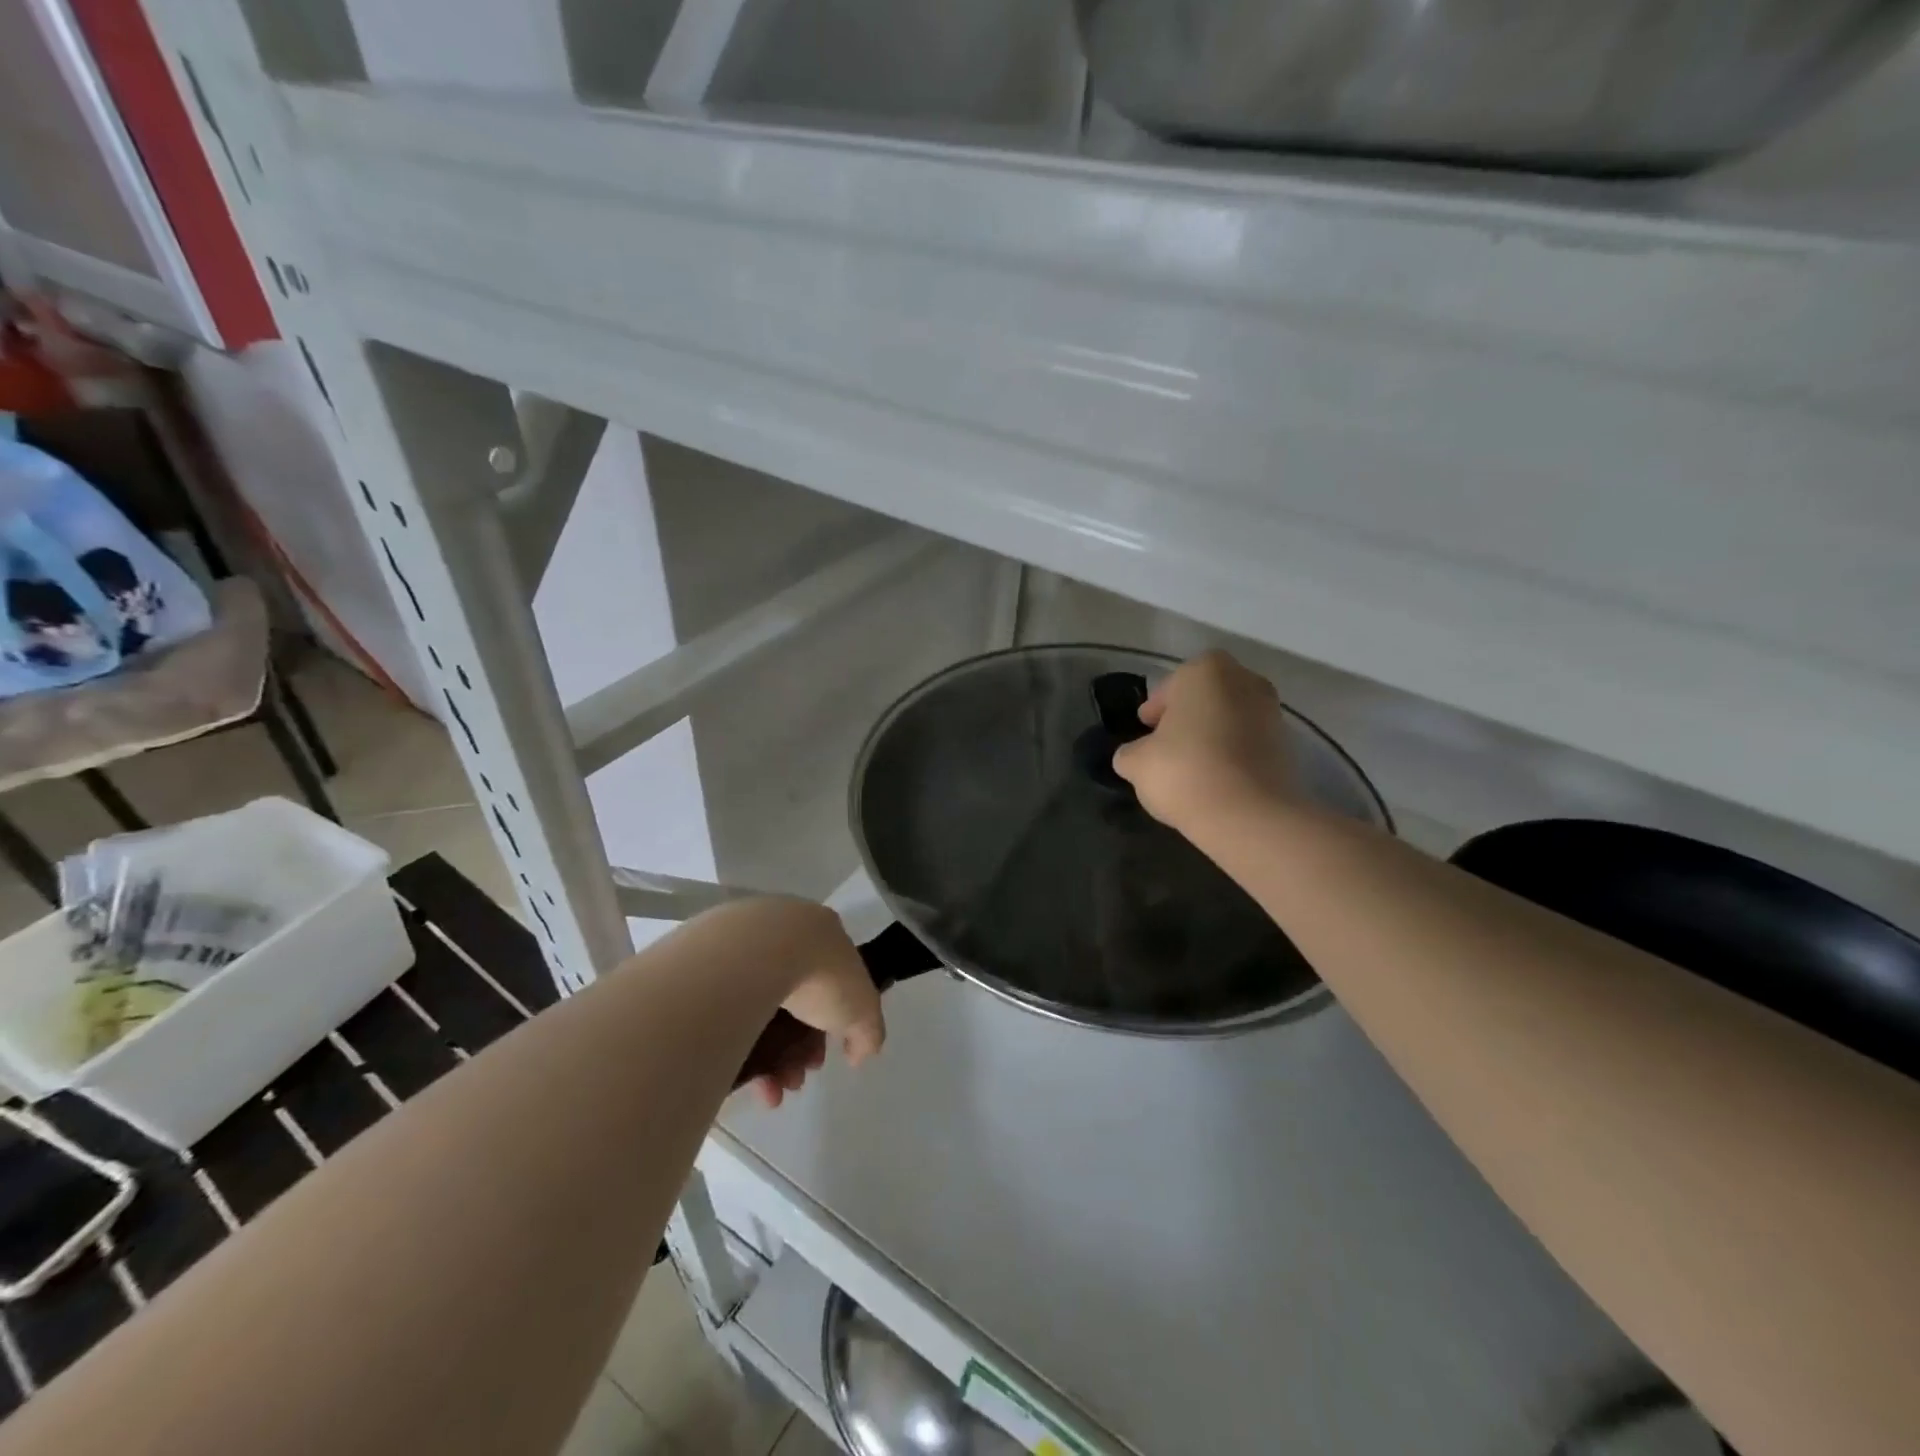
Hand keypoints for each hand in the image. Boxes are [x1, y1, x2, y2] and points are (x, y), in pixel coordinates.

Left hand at [746, 901, 885, 1109]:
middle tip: (794, 1080)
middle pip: (795, 1002)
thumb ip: (868, 1032)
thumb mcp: (862, 1008)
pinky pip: (730, 1013)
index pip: (832, 984)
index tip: (821, 1058)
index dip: (831, 1027)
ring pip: (760, 1011)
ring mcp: (744, 948)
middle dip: (798, 1051)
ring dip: (770, 1059)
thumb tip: (860, 1052)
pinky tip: (745, 1077)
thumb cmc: (821, 975)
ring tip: (770, 1091)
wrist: (758, 954)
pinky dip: (739, 1046)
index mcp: (823, 935)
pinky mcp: (709, 966)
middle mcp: (783, 936)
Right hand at [1111, 650, 1297, 833]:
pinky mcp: (1288, 746)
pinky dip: (1233, 755)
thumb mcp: (1136, 763)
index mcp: (1205, 671)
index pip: (1173, 683)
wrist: (1250, 815)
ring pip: (1230, 718)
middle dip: (1188, 717)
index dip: (1157, 707)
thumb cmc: (1185, 771)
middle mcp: (1245, 681)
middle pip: (1206, 696)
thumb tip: (1134, 755)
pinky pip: (1249, 743)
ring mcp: (1272, 712)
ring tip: (1192, 768)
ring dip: (1212, 736)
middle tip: (1168, 745)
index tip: (1146, 730)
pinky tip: (1216, 781)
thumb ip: (1130, 752)